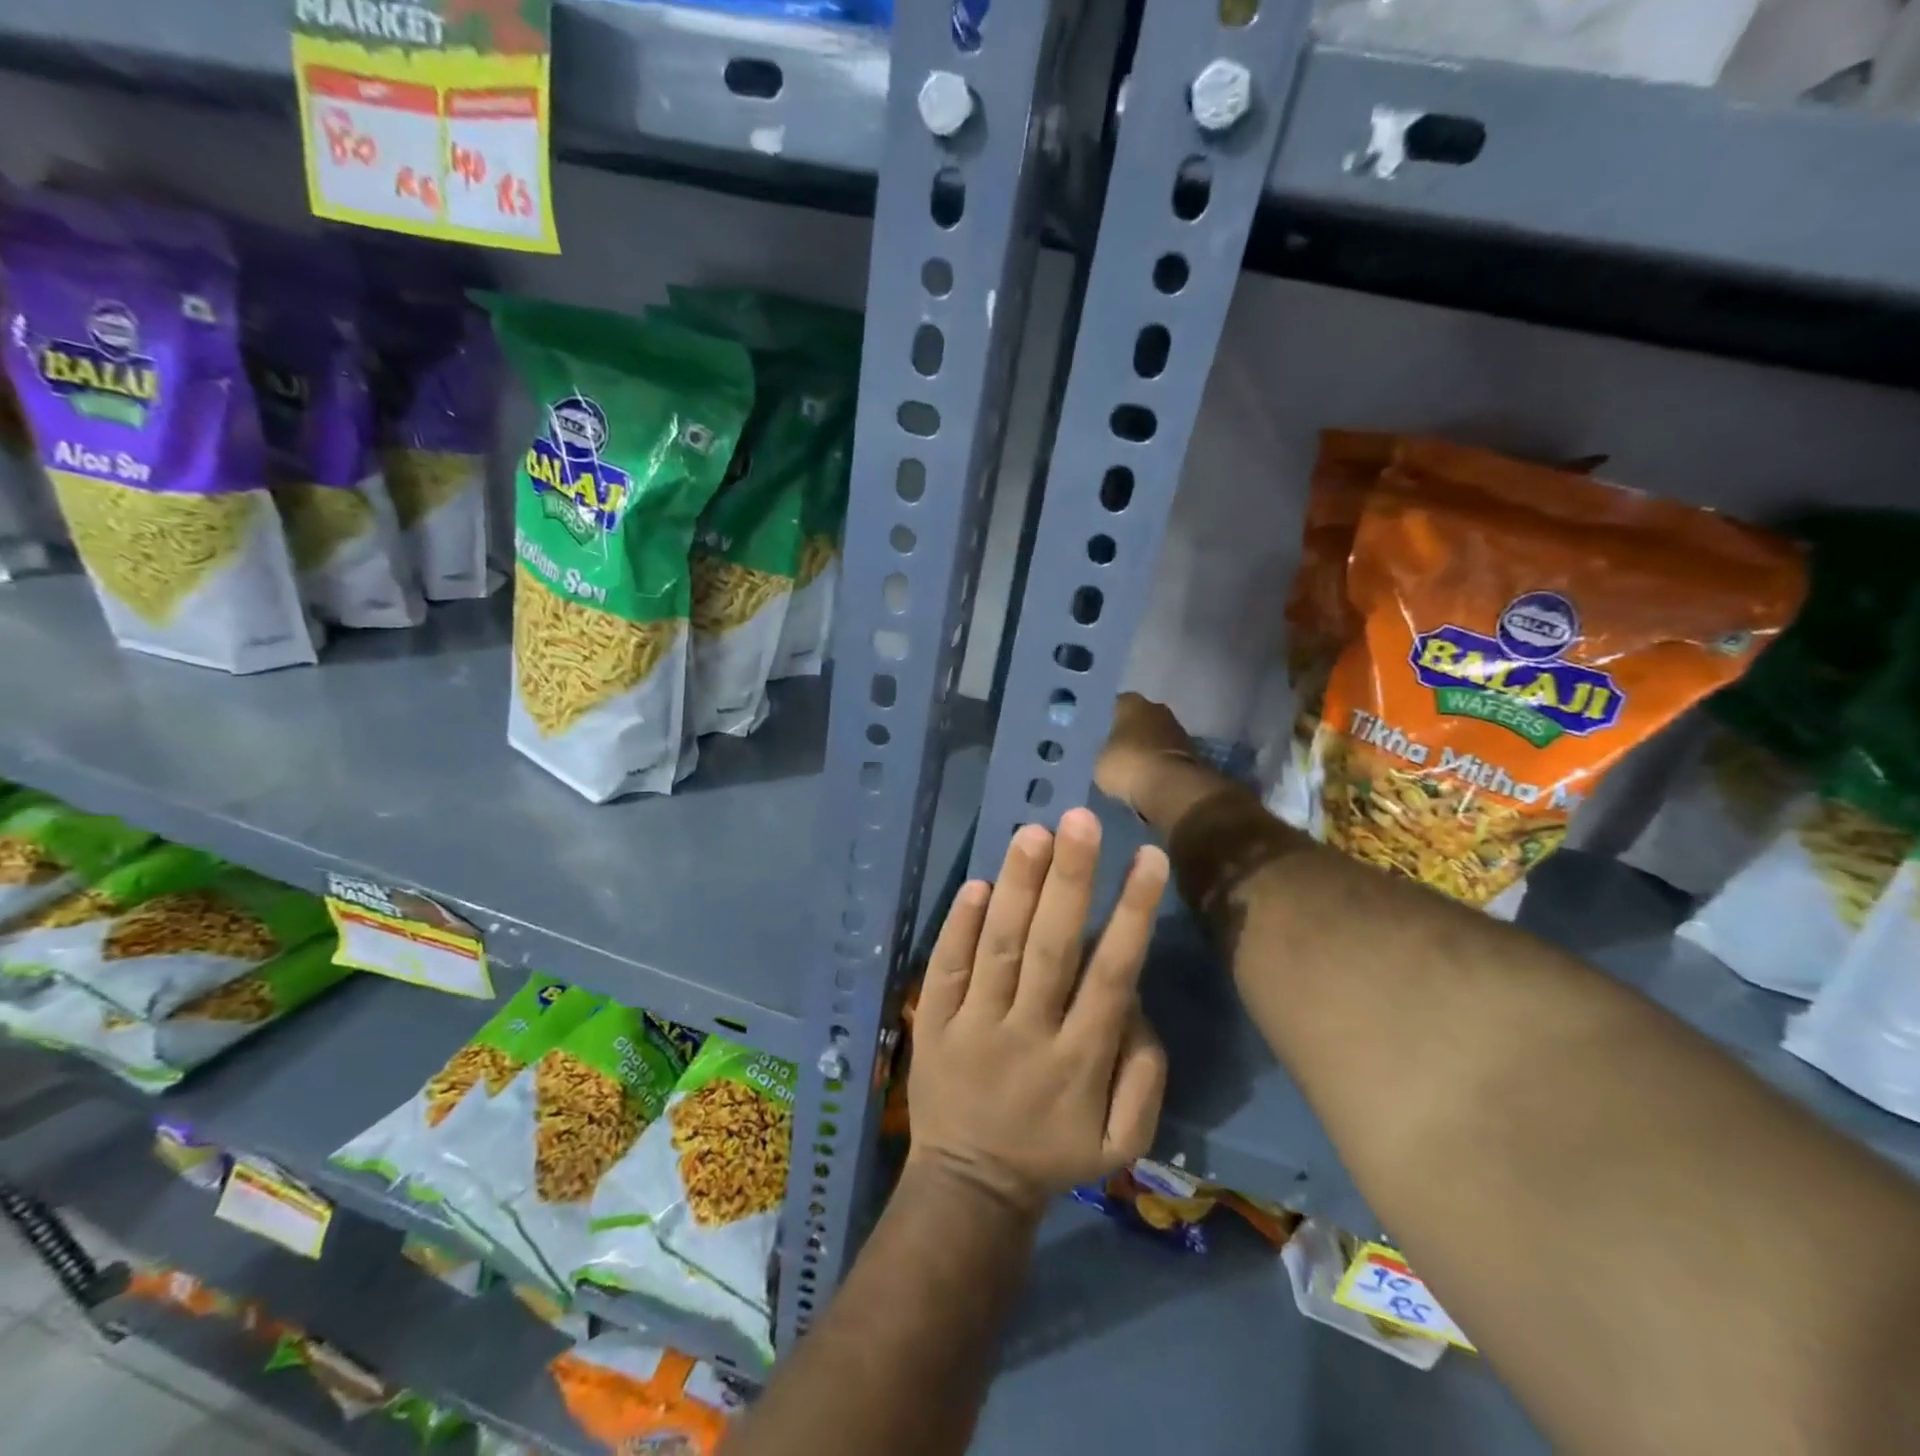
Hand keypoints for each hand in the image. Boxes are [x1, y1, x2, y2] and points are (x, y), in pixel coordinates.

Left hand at [907, 808, 1168, 1216]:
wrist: (969, 1186)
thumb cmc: (1054, 1152)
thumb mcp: (1122, 1140)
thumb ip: (1144, 1072)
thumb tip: (1135, 998)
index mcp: (1080, 1059)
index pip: (1112, 974)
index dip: (1131, 914)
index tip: (1147, 857)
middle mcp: (1028, 1032)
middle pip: (1052, 948)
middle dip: (1069, 881)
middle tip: (1080, 820)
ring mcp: (974, 1025)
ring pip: (998, 947)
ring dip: (1016, 888)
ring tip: (1033, 833)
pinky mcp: (932, 1023)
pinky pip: (944, 968)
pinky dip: (957, 925)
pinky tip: (976, 883)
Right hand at [1094, 693, 1198, 815]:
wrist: (1171, 787)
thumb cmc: (1128, 764)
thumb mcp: (1099, 760)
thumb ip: (1103, 749)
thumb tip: (1108, 751)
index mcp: (1132, 703)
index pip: (1116, 704)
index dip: (1108, 719)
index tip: (1100, 733)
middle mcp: (1157, 709)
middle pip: (1139, 718)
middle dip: (1130, 731)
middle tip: (1115, 749)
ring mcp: (1178, 729)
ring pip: (1156, 735)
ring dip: (1147, 747)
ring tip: (1132, 766)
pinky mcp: (1192, 752)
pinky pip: (1168, 753)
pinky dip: (1160, 762)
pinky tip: (1148, 776)